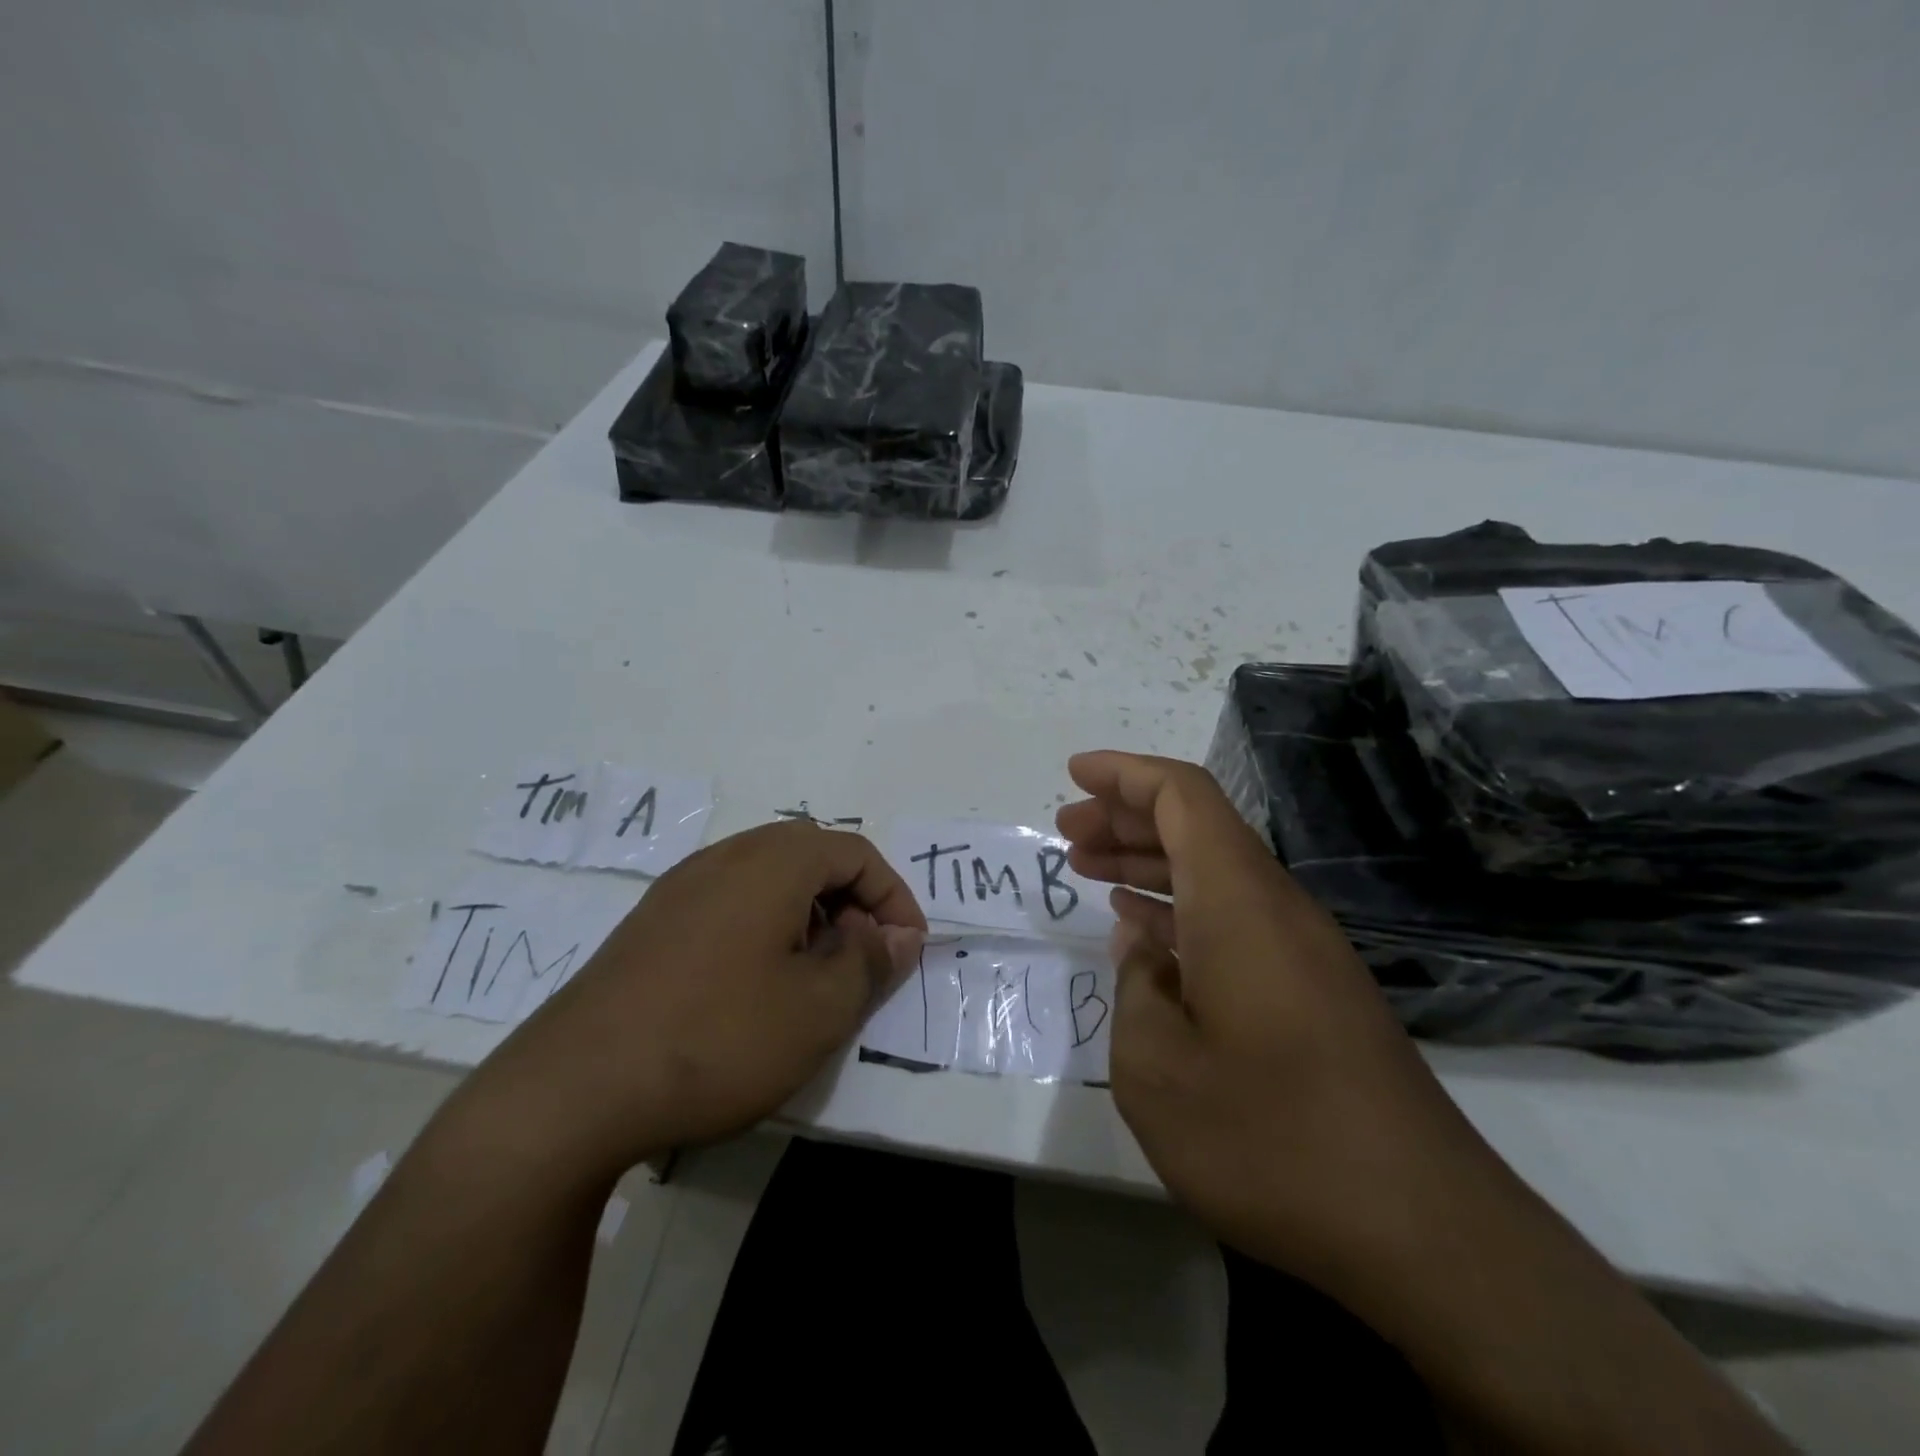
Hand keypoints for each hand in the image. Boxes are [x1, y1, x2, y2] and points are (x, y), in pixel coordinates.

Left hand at [453, 821, 926, 1185]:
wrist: (572, 1090)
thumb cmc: (716, 1039)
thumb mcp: (817, 1010)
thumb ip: (869, 962)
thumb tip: (896, 934)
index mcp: (772, 863)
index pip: (855, 852)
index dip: (893, 896)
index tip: (905, 950)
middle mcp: (725, 857)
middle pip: (810, 854)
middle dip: (851, 898)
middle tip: (863, 957)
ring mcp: (680, 887)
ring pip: (767, 876)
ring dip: (807, 911)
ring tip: (815, 972)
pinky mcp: (650, 922)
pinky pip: (728, 901)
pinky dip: (764, 924)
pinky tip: (754, 983)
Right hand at [1056, 751, 1502, 1288]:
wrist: (1423, 1232)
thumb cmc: (1271, 1138)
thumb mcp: (1156, 1069)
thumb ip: (1135, 986)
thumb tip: (1142, 943)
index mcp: (1238, 903)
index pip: (1184, 797)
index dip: (1126, 774)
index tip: (1075, 773)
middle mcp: (1275, 908)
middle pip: (1198, 828)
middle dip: (1128, 816)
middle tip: (1068, 831)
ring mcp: (1301, 950)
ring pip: (1214, 872)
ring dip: (1151, 860)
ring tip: (1090, 867)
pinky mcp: (1313, 990)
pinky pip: (1233, 916)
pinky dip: (1180, 907)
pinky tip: (1145, 929)